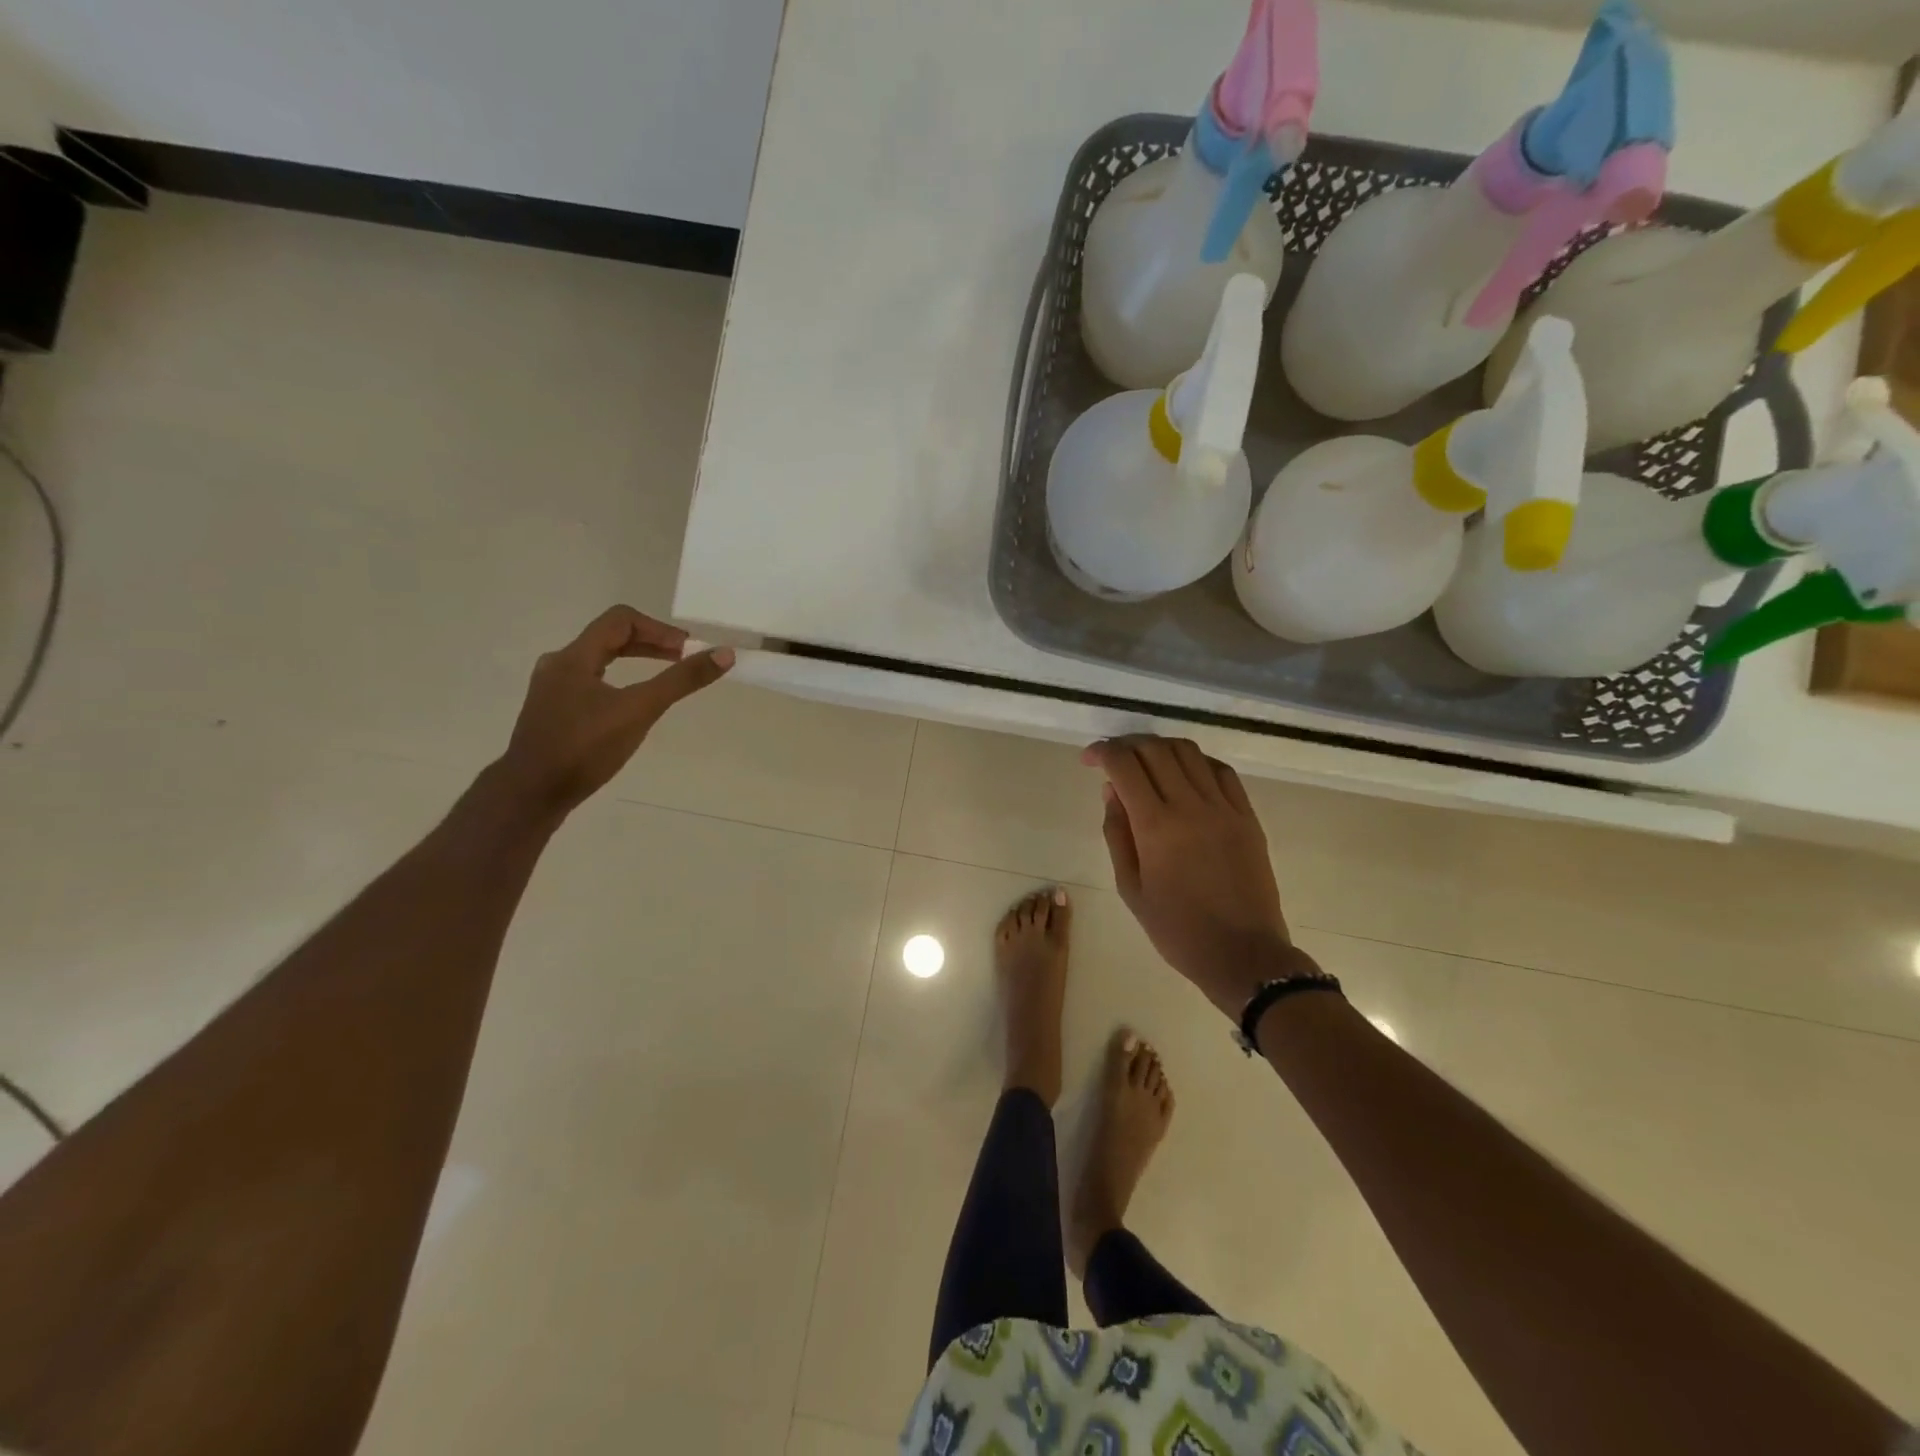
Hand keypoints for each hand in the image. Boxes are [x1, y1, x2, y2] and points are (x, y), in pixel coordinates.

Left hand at [497, 606, 732, 817]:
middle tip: (682, 661)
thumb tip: (724, 654)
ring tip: (662, 678)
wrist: (531, 794)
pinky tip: (631, 705)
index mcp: (574, 657)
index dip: (659, 629)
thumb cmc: (584, 748)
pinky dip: (619, 682)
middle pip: (609, 638)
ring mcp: (552, 690)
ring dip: (634, 662)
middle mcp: (559, 666)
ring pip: (599, 661)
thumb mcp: (639, 710)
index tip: (687, 651)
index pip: (621, 620)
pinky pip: (591, 683)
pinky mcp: (553, 713)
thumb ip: (681, 681)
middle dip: (651, 645)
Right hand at [1083, 735, 1301, 1017]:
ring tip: (1146, 762)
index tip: (1089, 760)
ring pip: (1188, 752)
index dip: (1102, 753)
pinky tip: (1184, 774)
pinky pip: (1220, 771)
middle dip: (1127, 745)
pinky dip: (1195, 762)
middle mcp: (1190, 805)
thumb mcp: (1130, 887)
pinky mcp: (1246, 815)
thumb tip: (1112, 790)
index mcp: (1156, 826)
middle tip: (1114, 759)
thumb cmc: (1177, 929)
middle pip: (1155, 749)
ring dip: (1160, 748)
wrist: (1243, 954)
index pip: (1124, 765)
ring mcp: (1224, 807)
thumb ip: (1117, 833)